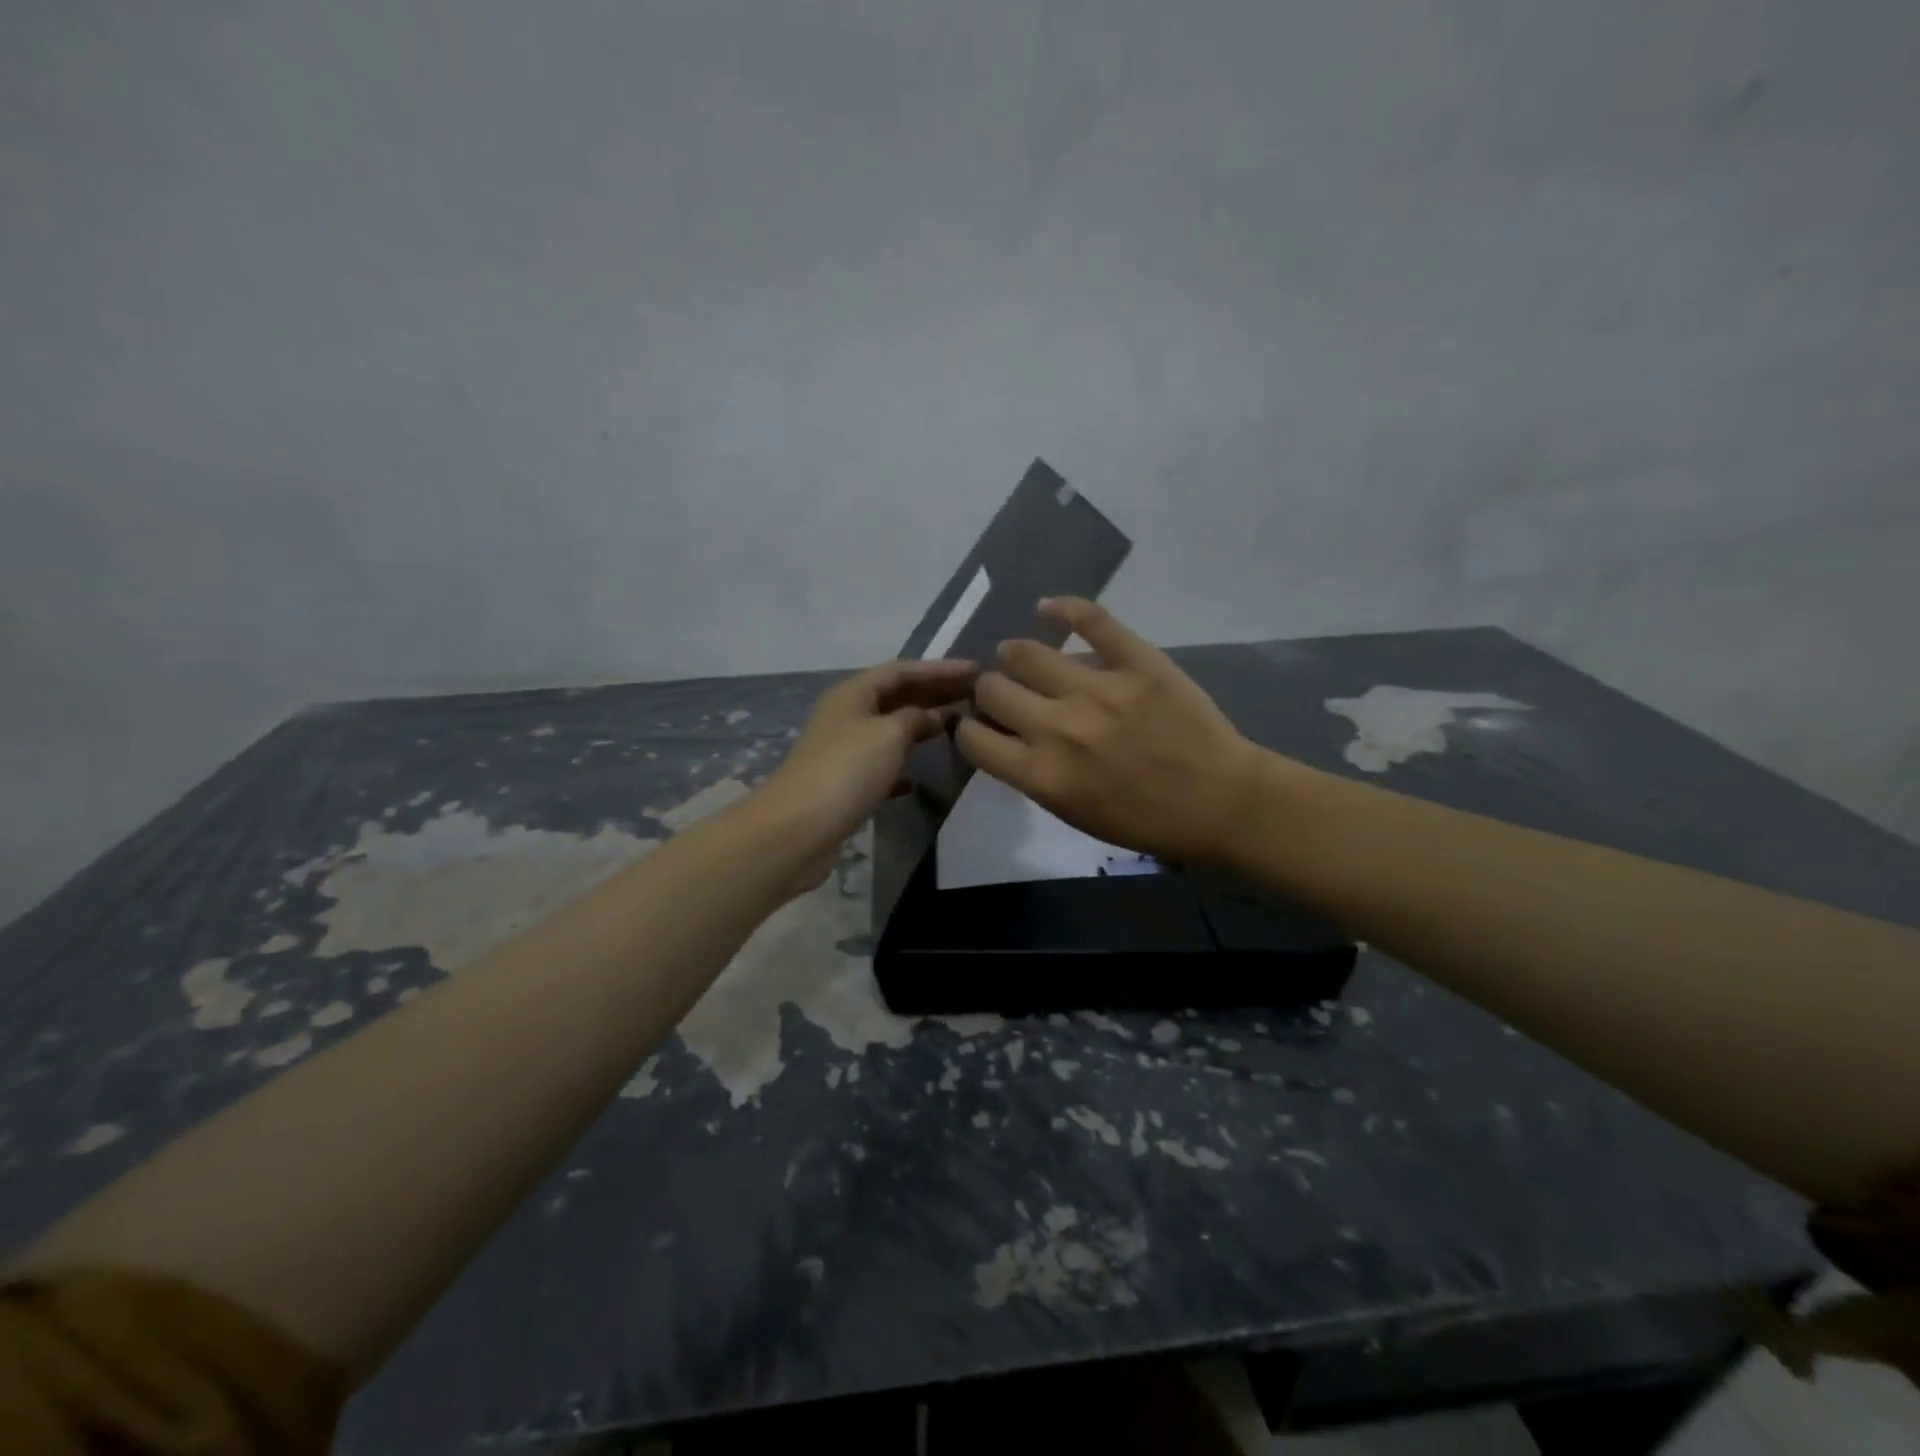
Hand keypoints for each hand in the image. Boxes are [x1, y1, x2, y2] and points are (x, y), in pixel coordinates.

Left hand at [760, 658, 978, 886]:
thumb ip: (917, 718)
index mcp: (853, 693)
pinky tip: (918, 778)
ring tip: (956, 727)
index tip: (976, 671)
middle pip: (896, 696)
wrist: (799, 828)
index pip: (902, 670)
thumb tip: (935, 715)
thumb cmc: (847, 770)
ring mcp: (844, 750)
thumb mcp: (889, 734)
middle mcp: (846, 715)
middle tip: (974, 696)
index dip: (939, 669)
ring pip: (890, 730)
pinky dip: (902, 765)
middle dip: (933, 693)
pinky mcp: (845, 784)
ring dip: (920, 726)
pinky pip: (881, 765)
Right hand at [956, 598, 1260, 864]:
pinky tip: (1048, 609)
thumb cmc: (1145, 821)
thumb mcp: (1075, 813)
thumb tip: (1005, 734)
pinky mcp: (1137, 661)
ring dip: (1014, 654)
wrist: (1220, 803)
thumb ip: (1032, 774)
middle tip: (1005, 692)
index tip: (980, 724)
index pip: (973, 738)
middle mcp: (1059, 728)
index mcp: (1042, 774)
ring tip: (1020, 656)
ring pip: (1027, 653)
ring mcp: (1099, 689)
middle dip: (988, 690)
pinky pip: (1092, 620)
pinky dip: (1064, 608)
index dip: (968, 728)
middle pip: (992, 689)